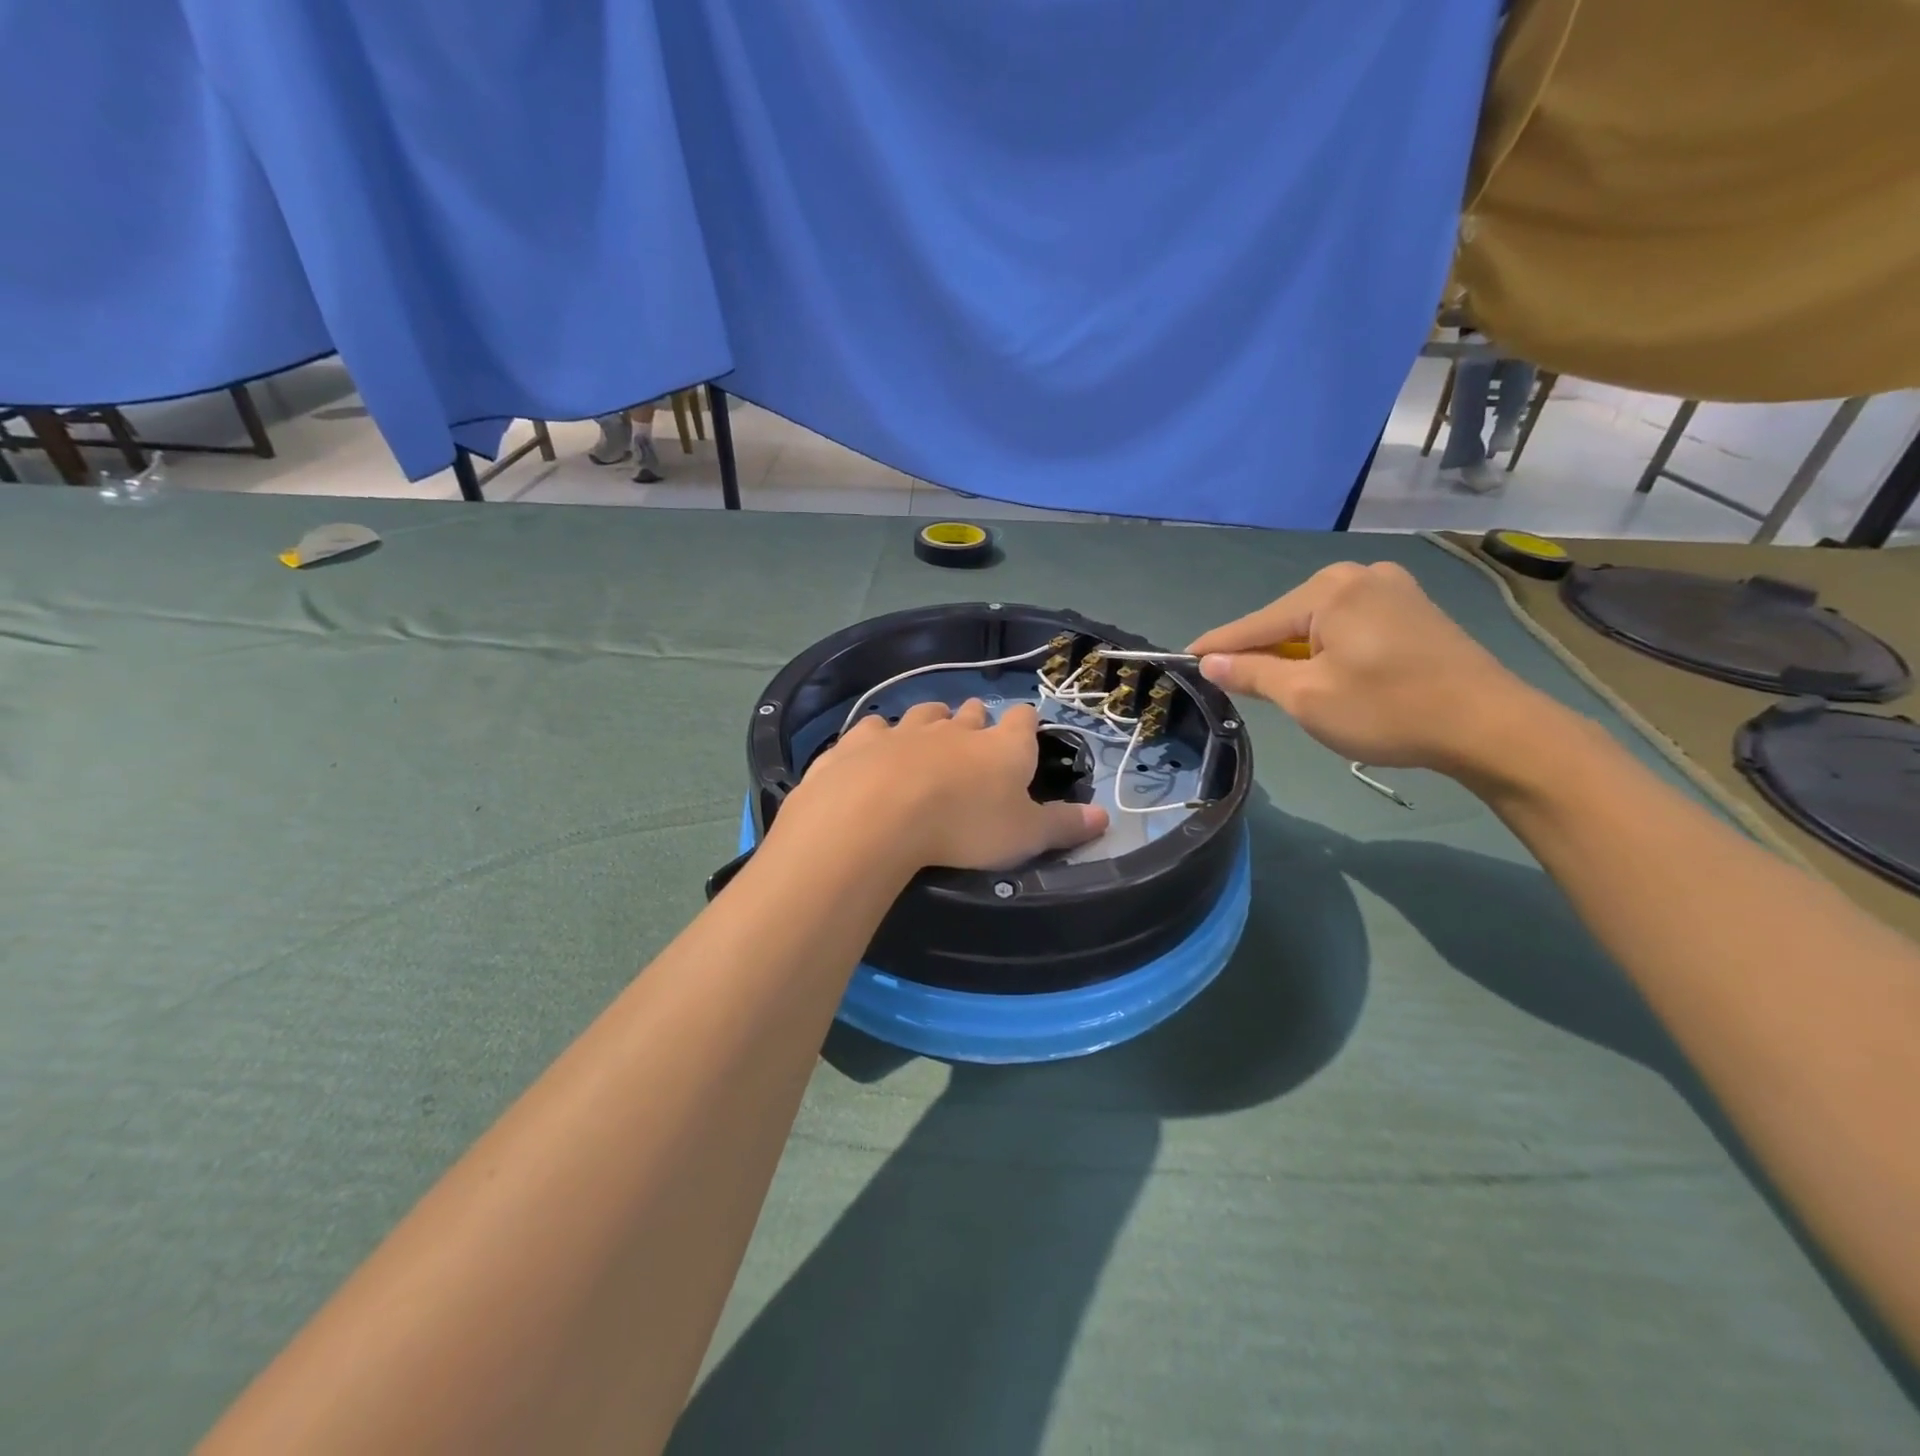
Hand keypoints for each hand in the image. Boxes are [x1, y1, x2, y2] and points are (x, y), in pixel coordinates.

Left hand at [770, 700, 1108, 872]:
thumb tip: (1105, 817)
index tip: (1024, 738)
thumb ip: (1064, 825)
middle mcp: (955, 728)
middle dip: (975, 723)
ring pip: (924, 714)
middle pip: (971, 712)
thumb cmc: (965, 827)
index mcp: (1002, 746)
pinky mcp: (861, 741)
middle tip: (974, 747)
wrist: (878, 815)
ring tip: (929, 744)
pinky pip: (874, 728)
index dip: (1025, 726)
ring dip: (930, 724)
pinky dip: (879, 738)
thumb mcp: (1025, 836)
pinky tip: (874, 754)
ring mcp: (905, 729)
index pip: (1023, 720)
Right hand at [1186, 561, 1551, 774]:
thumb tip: (1210, 661)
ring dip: (1295, 652)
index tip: (1183, 659)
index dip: (1217, 647)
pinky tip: (1328, 673)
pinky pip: (1349, 625)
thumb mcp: (1306, 697)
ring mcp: (1392, 589)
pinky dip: (1328, 648)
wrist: (1491, 726)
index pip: (1254, 623)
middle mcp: (1358, 576)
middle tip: (1235, 685)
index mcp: (1329, 590)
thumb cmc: (1388, 710)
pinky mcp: (1414, 609)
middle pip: (1286, 619)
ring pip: (1318, 623)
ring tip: (1281, 686)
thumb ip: (1252, 674)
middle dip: (1260, 651)